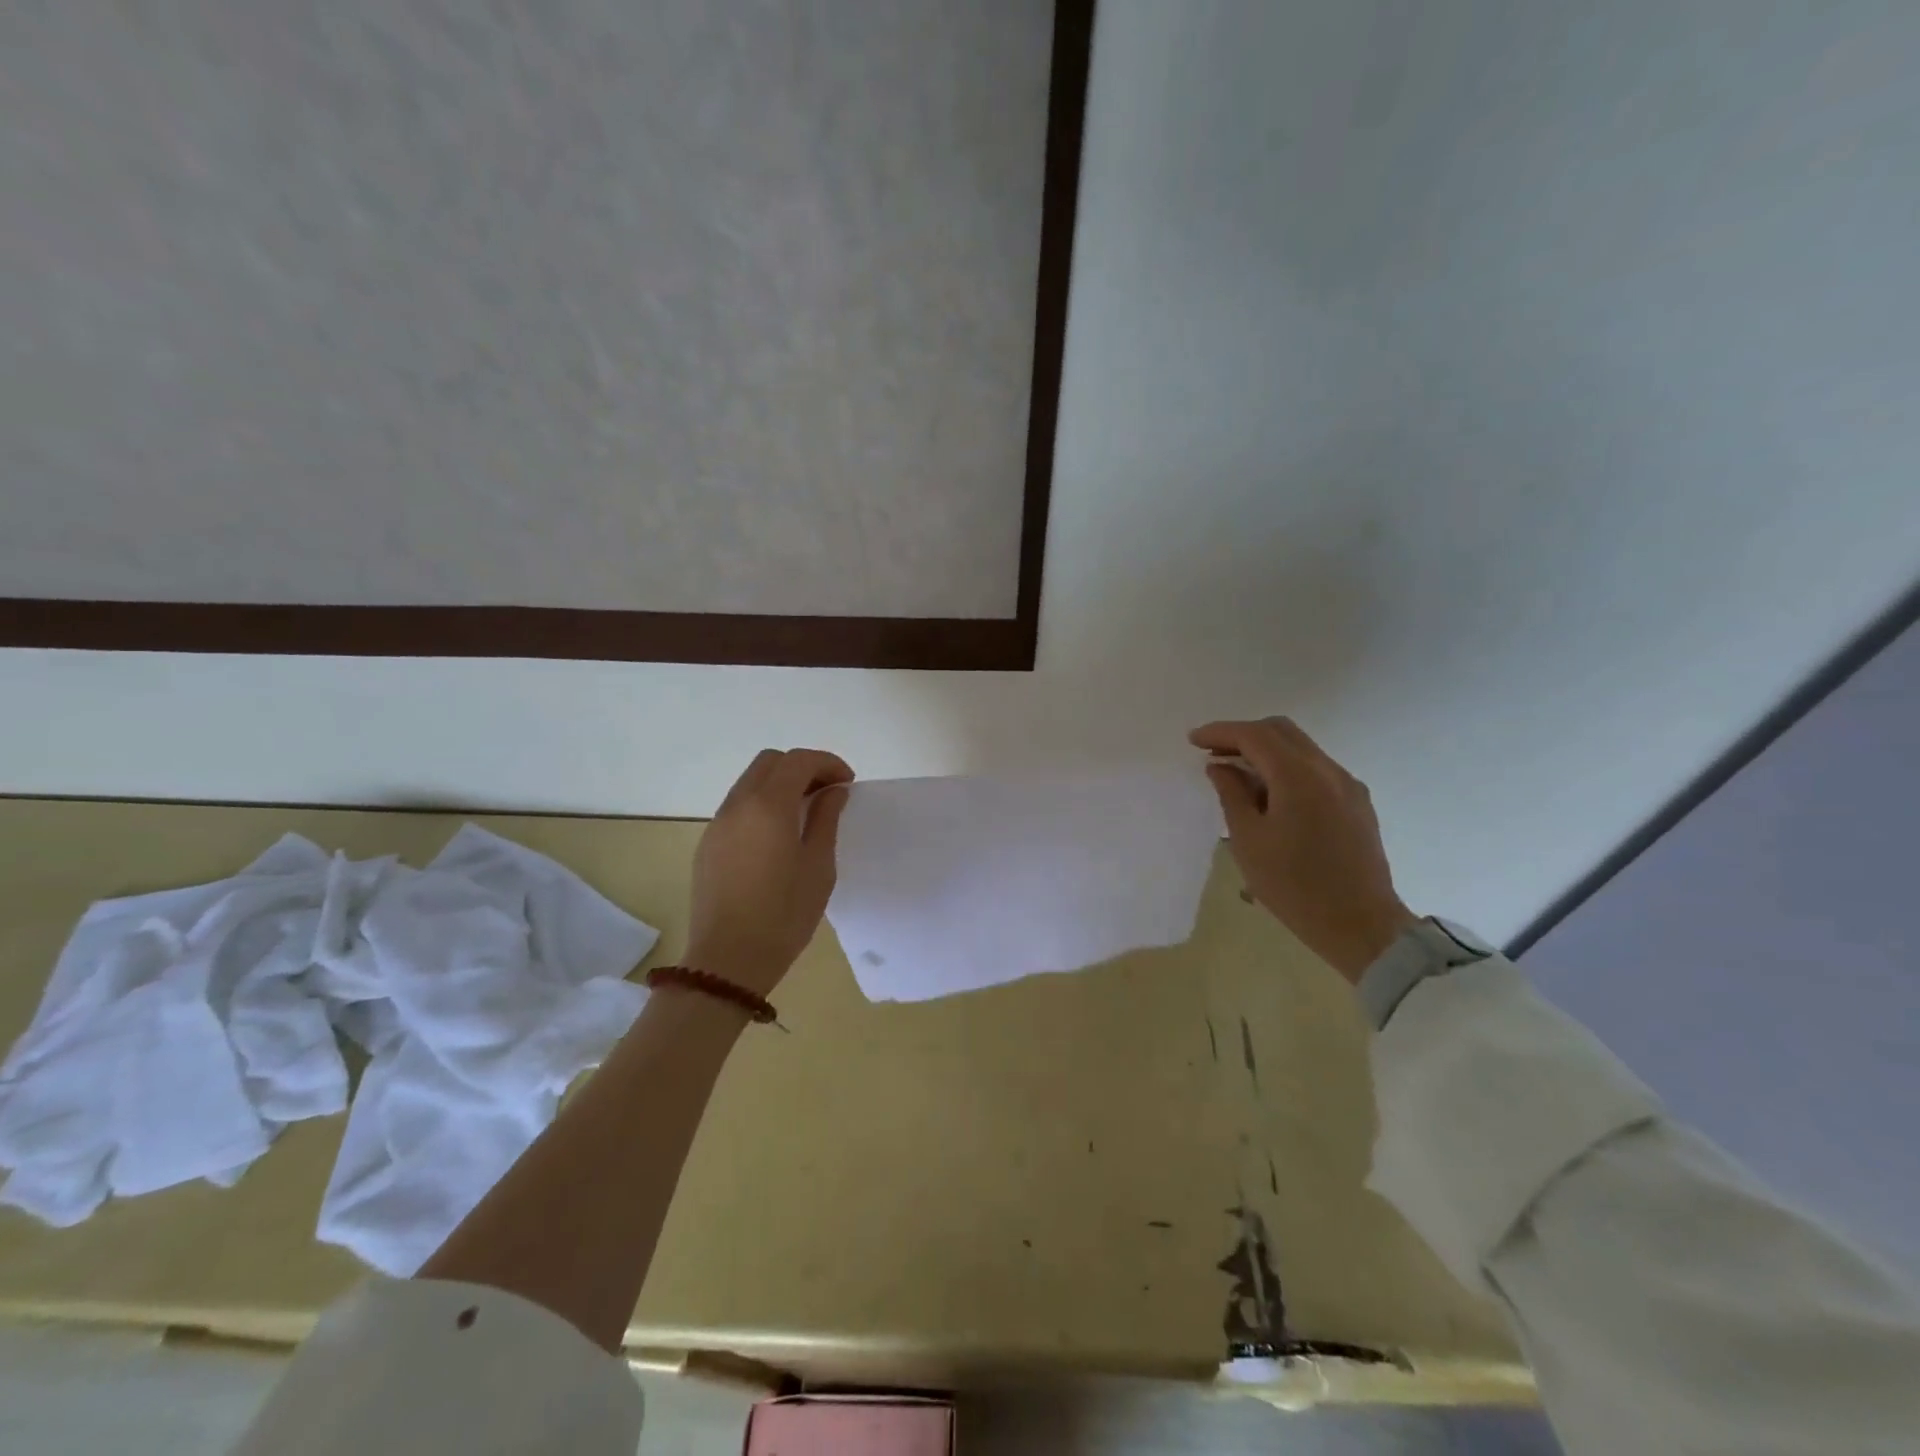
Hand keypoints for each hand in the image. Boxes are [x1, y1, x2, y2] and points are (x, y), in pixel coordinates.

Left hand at [685, 748, 854, 996]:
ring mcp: (718, 823)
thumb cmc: (784, 914)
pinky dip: (762, 803)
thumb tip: (832, 791)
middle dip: (802, 767)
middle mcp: (738, 805)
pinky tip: (777, 834)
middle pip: (770, 762)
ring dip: (780, 784)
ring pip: (750, 781)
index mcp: (768, 806)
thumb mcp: (818, 866)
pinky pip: (738, 806)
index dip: (827, 763)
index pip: (798, 760)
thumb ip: (825, 819)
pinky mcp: (708, 844)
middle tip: (827, 792)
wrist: (728, 960)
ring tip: (805, 812)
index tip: (848, 784)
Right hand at [1189, 717, 1415, 984]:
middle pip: (1281, 731)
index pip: (1255, 736)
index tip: (1193, 740)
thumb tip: (1221, 766)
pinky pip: (1316, 770)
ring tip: (1237, 777)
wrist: (1361, 926)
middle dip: (1243, 735)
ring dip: (1266, 752)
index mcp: (1299, 777)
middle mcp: (1328, 770)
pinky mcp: (1357, 803)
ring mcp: (1347, 785)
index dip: (1220, 732)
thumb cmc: (1294, 886)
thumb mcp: (1249, 840)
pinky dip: (1287, 768)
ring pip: (1301, 748)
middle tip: (1213, 754)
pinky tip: (1270, 796)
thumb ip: (1232, 794)